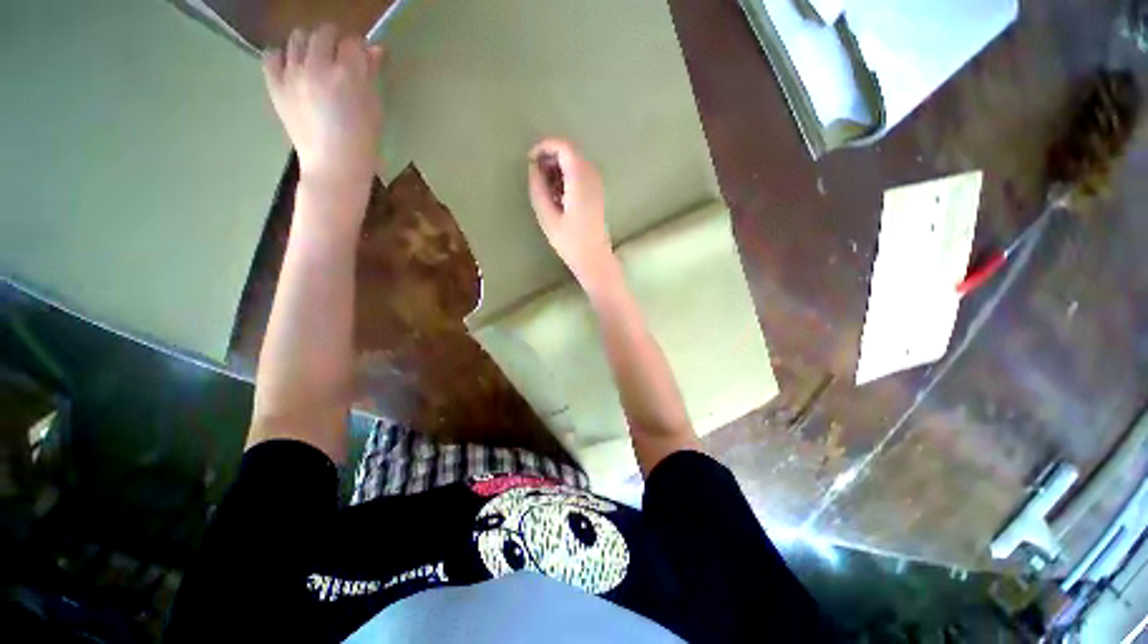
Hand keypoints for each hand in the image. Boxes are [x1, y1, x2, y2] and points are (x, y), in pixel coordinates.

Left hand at [263, 25, 383, 193]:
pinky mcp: (275, 85)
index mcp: (348, 74)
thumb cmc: (362, 141)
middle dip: (334, 39)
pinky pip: (271, 55)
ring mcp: (292, 75)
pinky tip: (292, 66)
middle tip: (340, 53)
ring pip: (297, 38)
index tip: (361, 55)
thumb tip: (374, 49)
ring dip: (310, 43)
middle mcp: (317, 66)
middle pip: (323, 33)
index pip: (352, 42)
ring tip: (316, 59)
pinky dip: (282, 56)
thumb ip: (371, 75)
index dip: (358, 46)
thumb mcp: (374, 107)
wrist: (334, 166)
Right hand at [528, 138, 617, 286]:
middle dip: (550, 158)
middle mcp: (592, 176)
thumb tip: (532, 167)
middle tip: (535, 176)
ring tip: (544, 189)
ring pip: (575, 162)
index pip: (564, 147)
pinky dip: (566, 176)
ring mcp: (597, 184)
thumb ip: (538, 188)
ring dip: (557, 168)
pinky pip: (580, 173)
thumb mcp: (547, 216)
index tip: (530, 159)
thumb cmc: (570, 241)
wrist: (593, 258)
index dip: (545, 147)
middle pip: (570, 152)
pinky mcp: (597, 192)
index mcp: (580, 180)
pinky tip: (557, 195)